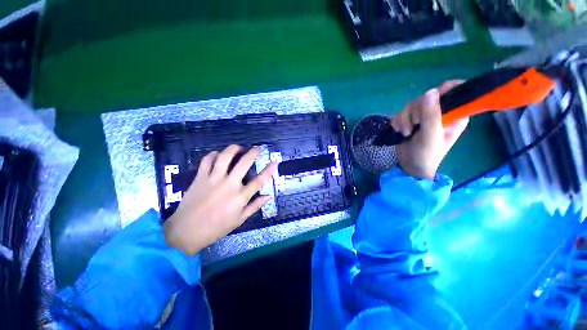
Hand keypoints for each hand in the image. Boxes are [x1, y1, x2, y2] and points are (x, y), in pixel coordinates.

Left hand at [163, 145, 277, 255]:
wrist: (186, 231)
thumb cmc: (216, 228)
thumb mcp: (240, 219)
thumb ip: (255, 206)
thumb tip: (268, 196)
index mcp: (240, 197)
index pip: (259, 180)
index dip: (269, 170)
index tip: (275, 161)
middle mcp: (229, 184)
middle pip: (244, 163)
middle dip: (253, 152)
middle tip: (258, 148)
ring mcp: (213, 179)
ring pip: (225, 157)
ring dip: (234, 149)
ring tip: (239, 148)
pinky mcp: (200, 177)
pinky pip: (207, 160)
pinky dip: (213, 154)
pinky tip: (218, 154)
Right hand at [391, 81, 468, 179]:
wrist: (410, 167)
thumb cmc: (426, 155)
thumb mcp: (430, 136)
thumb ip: (431, 115)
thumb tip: (430, 91)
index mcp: (454, 114)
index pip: (454, 90)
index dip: (442, 91)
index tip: (428, 102)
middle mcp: (441, 112)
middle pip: (426, 97)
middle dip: (416, 111)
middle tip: (415, 125)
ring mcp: (424, 116)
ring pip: (411, 105)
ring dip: (404, 119)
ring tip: (406, 133)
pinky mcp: (411, 120)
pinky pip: (402, 112)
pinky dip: (398, 121)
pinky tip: (399, 131)